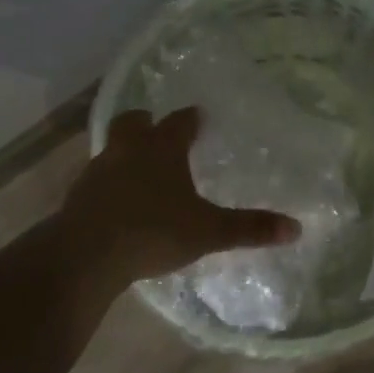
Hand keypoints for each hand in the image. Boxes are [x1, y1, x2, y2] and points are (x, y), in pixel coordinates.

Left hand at [58, 107, 300, 293]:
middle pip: (134, 122)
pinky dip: (110, 182)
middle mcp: (128, 150)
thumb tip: (295, 228)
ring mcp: (98, 171)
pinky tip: (119, 202)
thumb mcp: (208, 231)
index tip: (199, 117)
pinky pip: (97, 179)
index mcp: (162, 148)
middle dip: (147, 122)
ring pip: (113, 149)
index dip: (191, 119)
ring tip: (141, 169)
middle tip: (159, 129)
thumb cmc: (153, 231)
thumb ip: (249, 228)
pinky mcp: (78, 196)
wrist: (85, 255)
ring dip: (126, 152)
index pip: (180, 122)